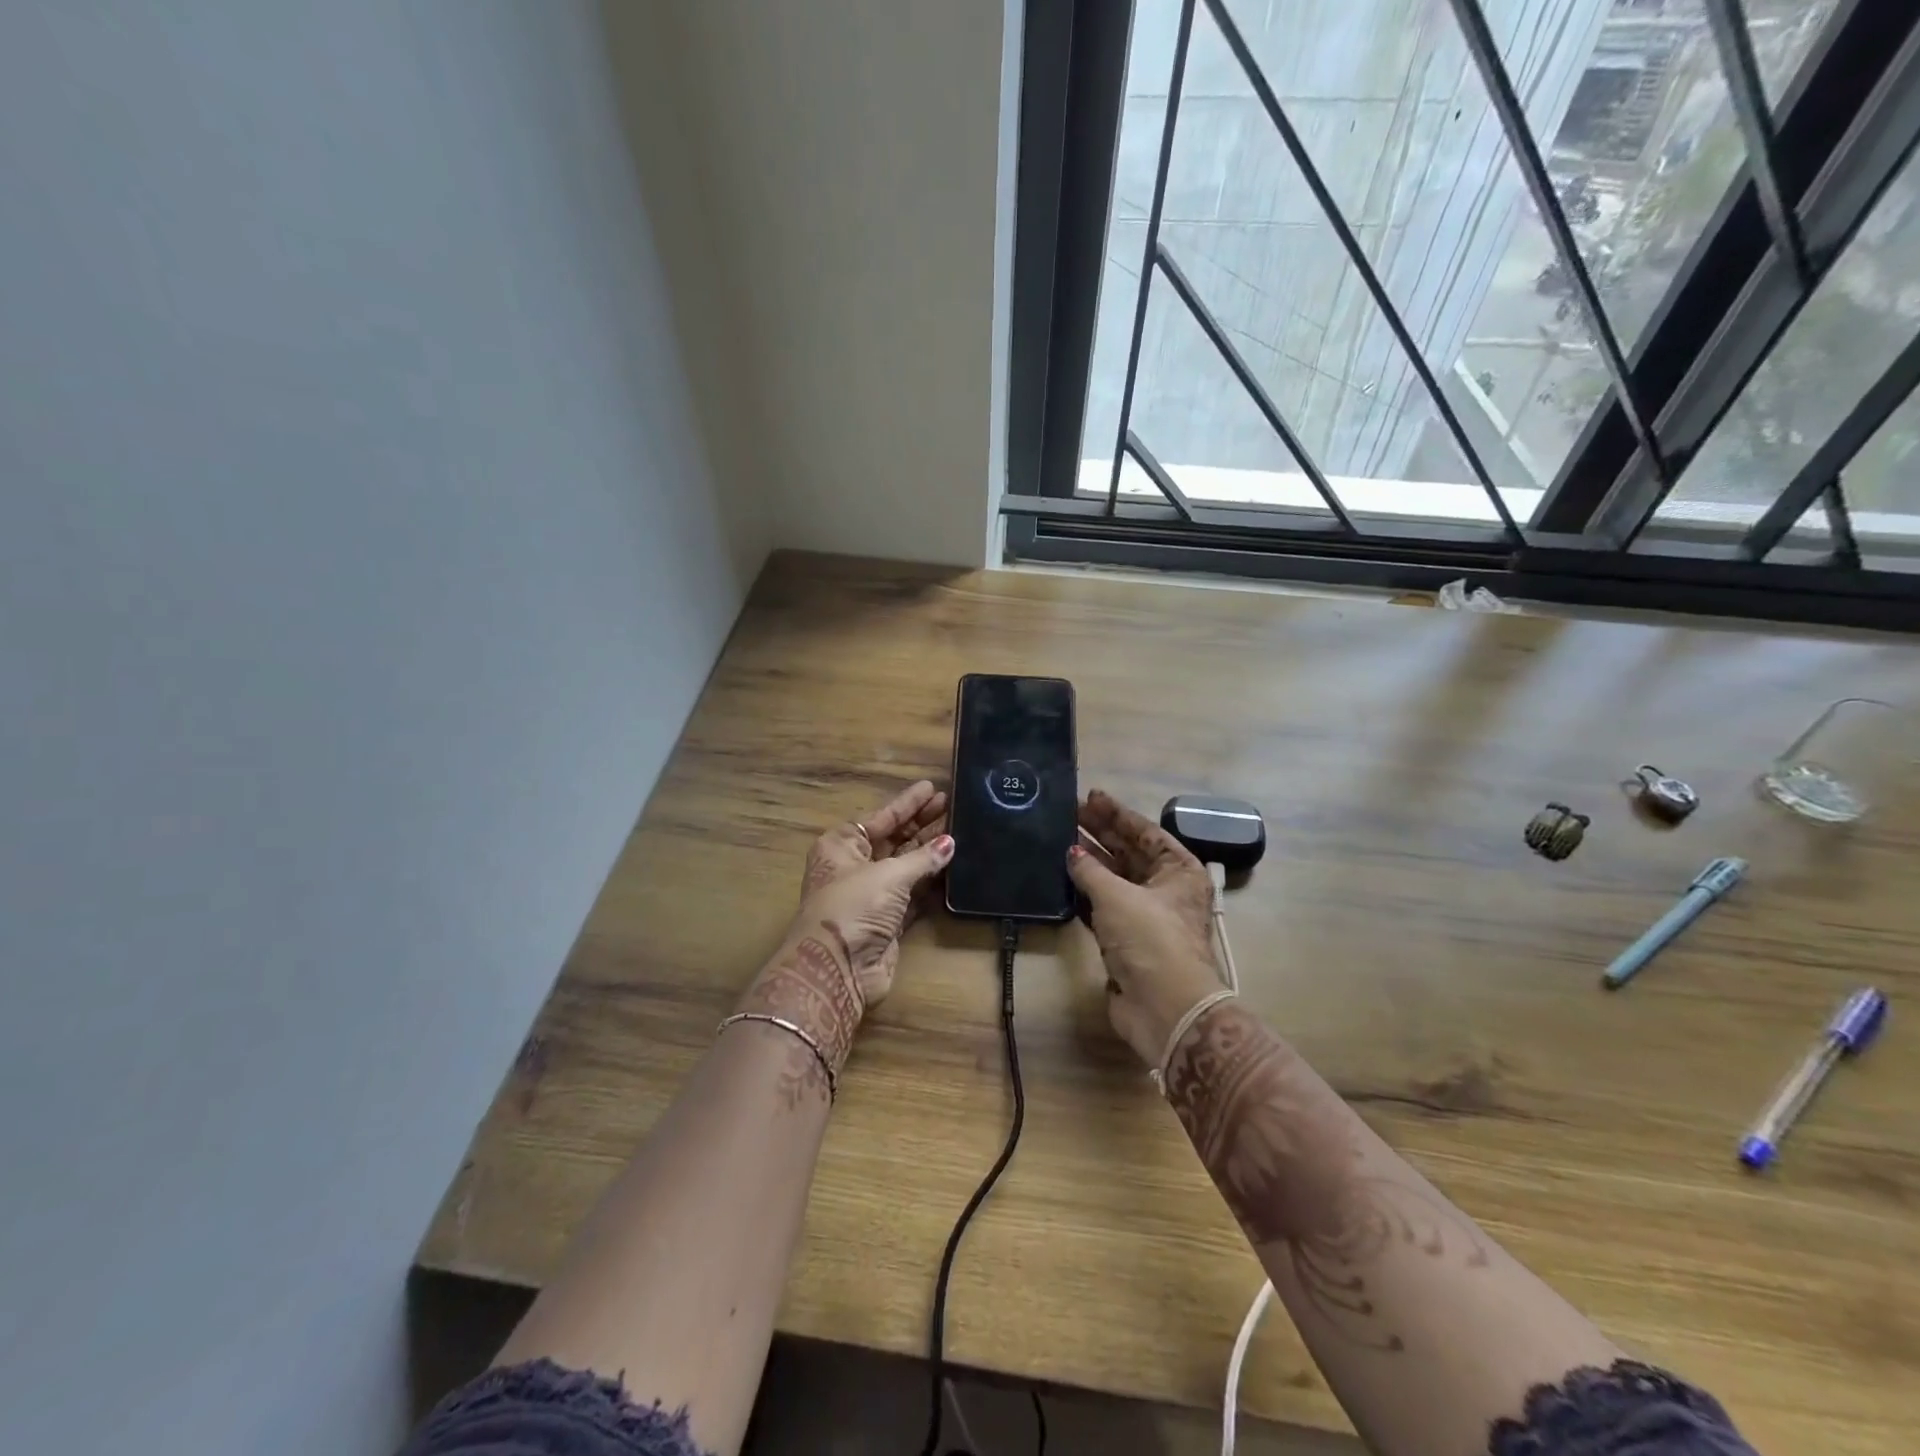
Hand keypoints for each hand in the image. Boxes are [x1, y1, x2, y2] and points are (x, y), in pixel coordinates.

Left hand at [791, 779, 951, 1009]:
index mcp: (842, 846)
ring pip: (906, 865)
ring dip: (930, 850)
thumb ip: (922, 858)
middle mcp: (855, 866)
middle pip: (894, 838)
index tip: (931, 788)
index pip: (880, 817)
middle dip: (921, 823)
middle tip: (951, 804)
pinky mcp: (888, 920)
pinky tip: (953, 865)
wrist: (838, 968)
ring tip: (959, 829)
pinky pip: (914, 893)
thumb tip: (950, 843)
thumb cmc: (854, 907)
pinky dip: (931, 881)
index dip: (907, 803)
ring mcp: (872, 895)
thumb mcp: (888, 874)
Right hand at [1067, 789, 1224, 1067]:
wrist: (1165, 1007)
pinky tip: (1063, 877)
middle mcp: (1166, 890)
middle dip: (1100, 833)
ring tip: (1060, 840)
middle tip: (1069, 813)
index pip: (1146, 832)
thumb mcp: (1118, 896)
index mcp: (1179, 871)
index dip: (1117, 814)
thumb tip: (1071, 852)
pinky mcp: (1126, 941)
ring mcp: (1145, 916)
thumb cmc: (1150, 939)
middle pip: (1129, 853)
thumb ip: (1090, 870)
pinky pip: (1102, 907)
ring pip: (1114, 880)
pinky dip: (1084, 892)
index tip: (1091, 796)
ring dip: (1090, 862)